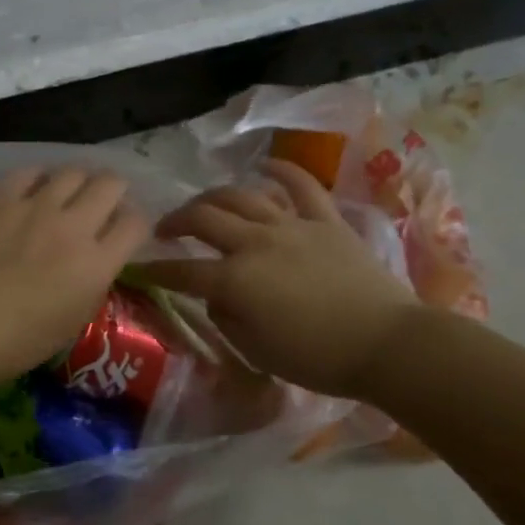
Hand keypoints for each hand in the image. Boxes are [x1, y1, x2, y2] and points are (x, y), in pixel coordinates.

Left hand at [0, 167, 150, 392]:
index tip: (125, 232)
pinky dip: (39, 179)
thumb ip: (91, 285)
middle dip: (114, 192)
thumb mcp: (70, 324)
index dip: (136, 224)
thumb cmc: (12, 344)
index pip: (136, 223)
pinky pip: (29, 173)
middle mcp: (73, 227)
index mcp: (95, 265)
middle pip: (111, 184)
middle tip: (102, 206)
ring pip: (73, 171)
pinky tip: (33, 191)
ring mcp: (34, 208)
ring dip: (78, 182)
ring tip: (69, 195)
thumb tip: (95, 262)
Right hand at [137, 160, 414, 398]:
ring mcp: (291, 225)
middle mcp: (256, 243)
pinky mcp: (325, 220)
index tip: (139, 267)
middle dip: (175, 220)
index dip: (156, 268)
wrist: (385, 344)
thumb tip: (217, 296)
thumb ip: (226, 319)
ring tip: (203, 205)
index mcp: (236, 280)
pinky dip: (282, 171)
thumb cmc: (318, 358)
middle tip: (165, 229)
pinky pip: (301, 186)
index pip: (183, 269)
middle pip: (203, 219)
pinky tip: (265, 166)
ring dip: (213, 197)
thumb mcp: (257, 351)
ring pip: (241, 196)